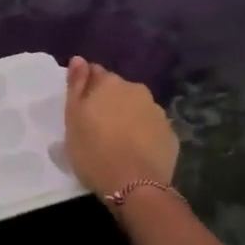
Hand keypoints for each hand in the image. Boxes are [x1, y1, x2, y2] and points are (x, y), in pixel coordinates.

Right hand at [63, 56, 178, 199]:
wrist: (135, 185)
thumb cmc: (94, 151)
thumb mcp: (73, 118)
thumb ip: (76, 86)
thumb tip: (79, 59)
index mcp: (110, 83)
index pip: (95, 74)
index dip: (87, 89)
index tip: (81, 108)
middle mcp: (137, 91)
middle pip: (119, 91)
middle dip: (109, 103)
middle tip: (97, 128)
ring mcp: (157, 112)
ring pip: (137, 109)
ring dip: (127, 118)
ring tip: (117, 143)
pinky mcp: (170, 135)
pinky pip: (151, 129)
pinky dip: (143, 135)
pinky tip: (135, 153)